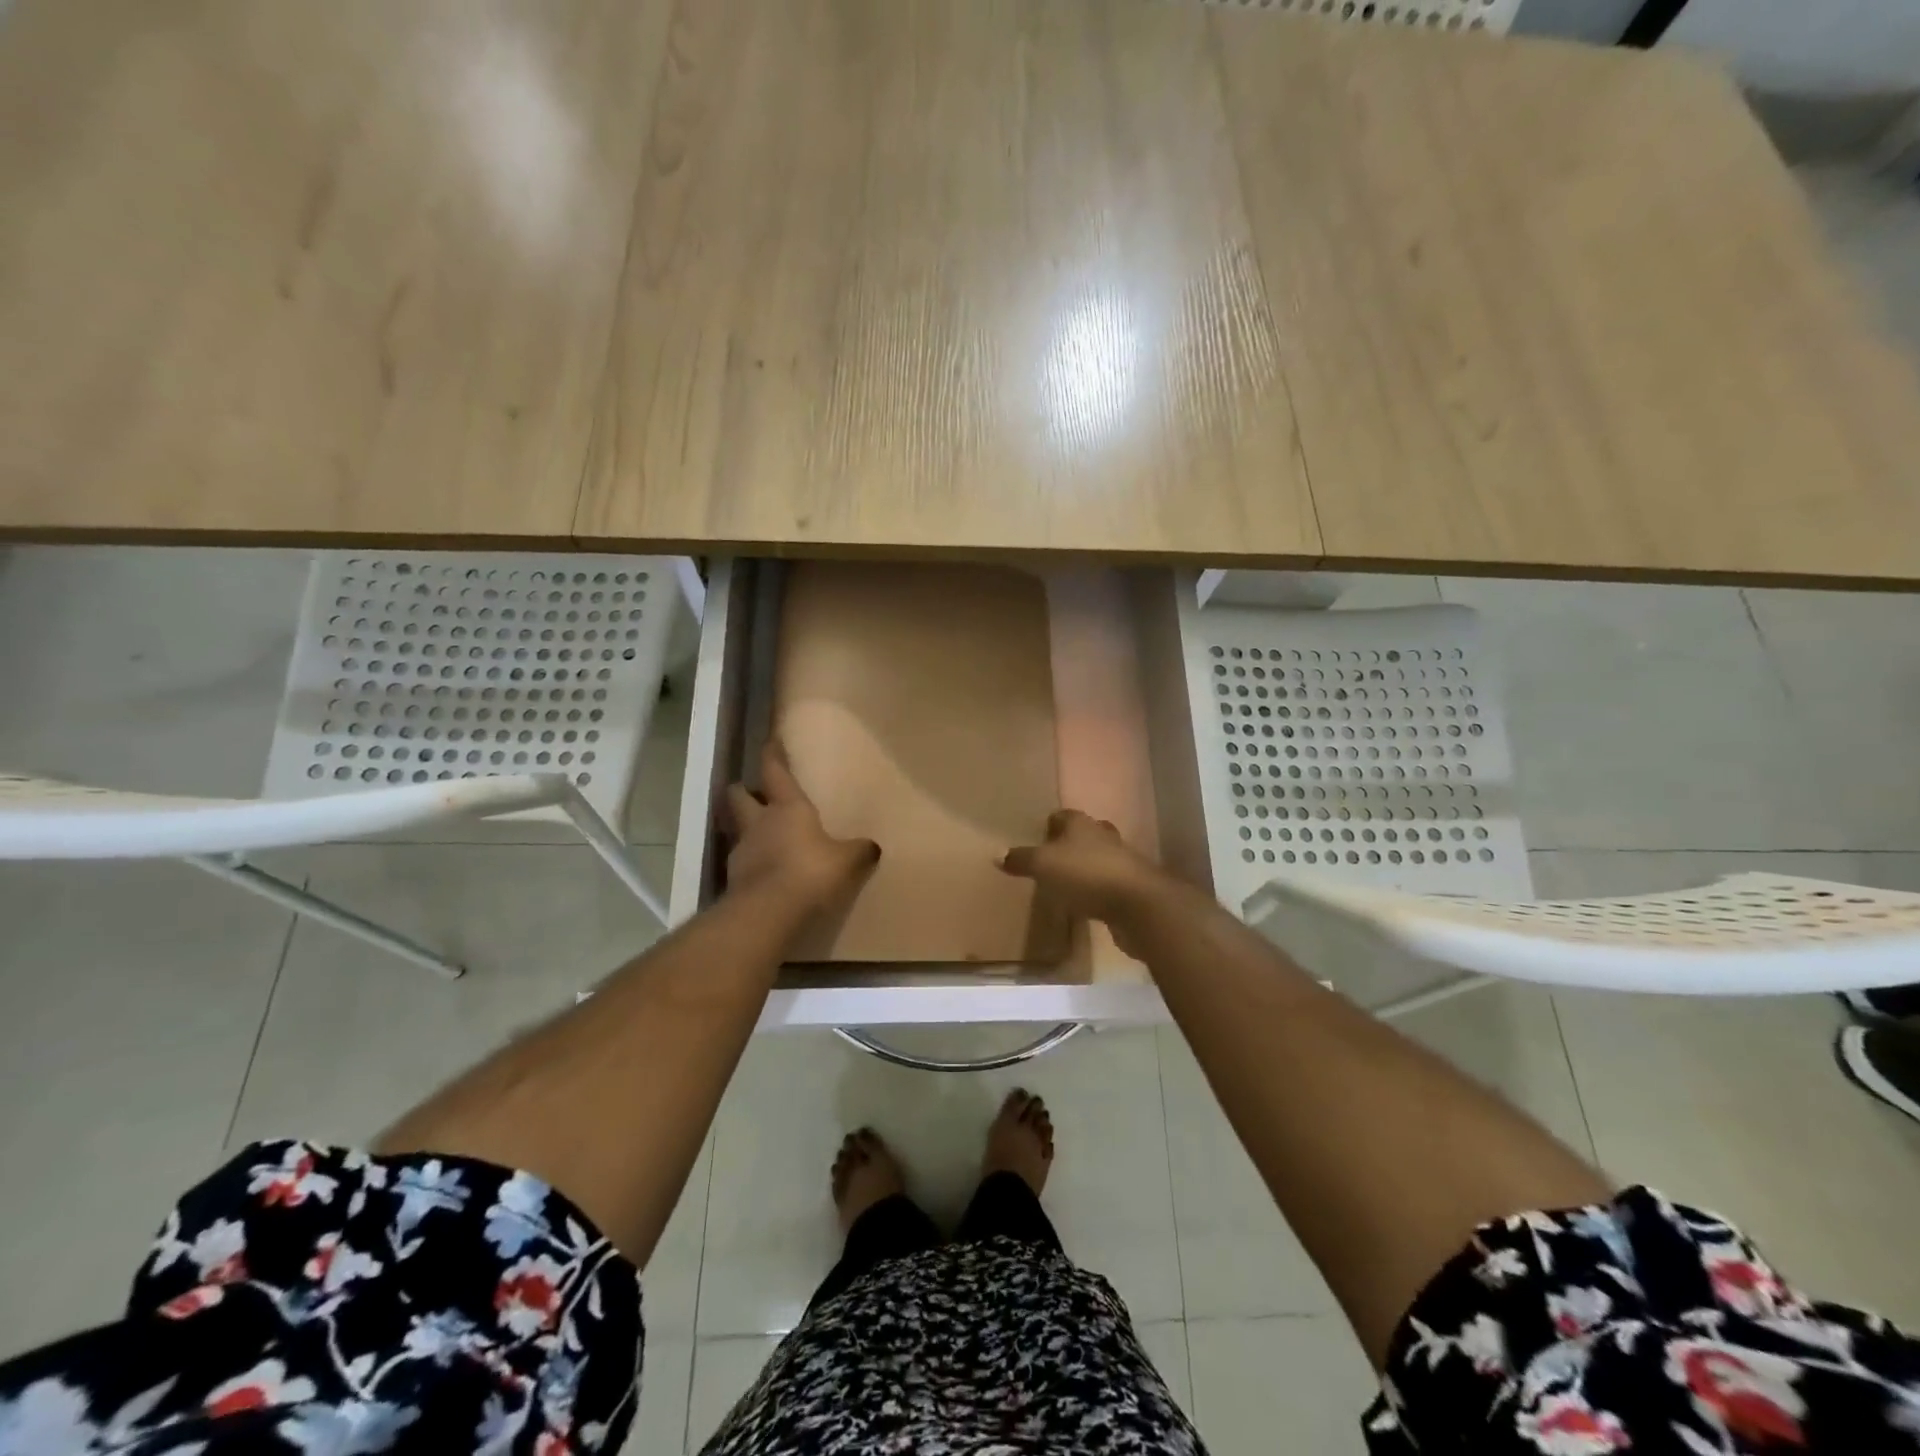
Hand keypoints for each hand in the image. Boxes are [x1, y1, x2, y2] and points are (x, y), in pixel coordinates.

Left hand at [723, 742, 879, 912]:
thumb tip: (872, 847)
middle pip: (738, 796)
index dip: (772, 755)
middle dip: (743, 791)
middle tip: (753, 793)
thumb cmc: (810, 872)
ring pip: (737, 829)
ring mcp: (741, 851)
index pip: (774, 771)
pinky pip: (742, 863)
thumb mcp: (847, 861)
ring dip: (746, 829)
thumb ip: (859, 851)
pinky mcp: (733, 881)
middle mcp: (759, 823)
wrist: (768, 913)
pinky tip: (765, 874)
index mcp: (787, 807)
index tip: (770, 742)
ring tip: (762, 837)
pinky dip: (751, 864)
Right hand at [998, 810, 1174, 947]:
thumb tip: (999, 855)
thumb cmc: (1085, 874)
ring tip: (1065, 884)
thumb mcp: (1043, 866)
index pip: (1062, 815)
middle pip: (1083, 835)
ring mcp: (1121, 861)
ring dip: (1084, 868)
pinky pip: (1107, 884)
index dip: (1048, 826)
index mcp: (1081, 824)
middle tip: (1049, 862)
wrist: (1137, 904)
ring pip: (1097, 858)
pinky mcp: (1130, 887)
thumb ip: (1021, 860)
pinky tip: (1084, 904)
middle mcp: (1102, 836)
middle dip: (1068, 845)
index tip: (1036, 840)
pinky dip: (1096, 890)